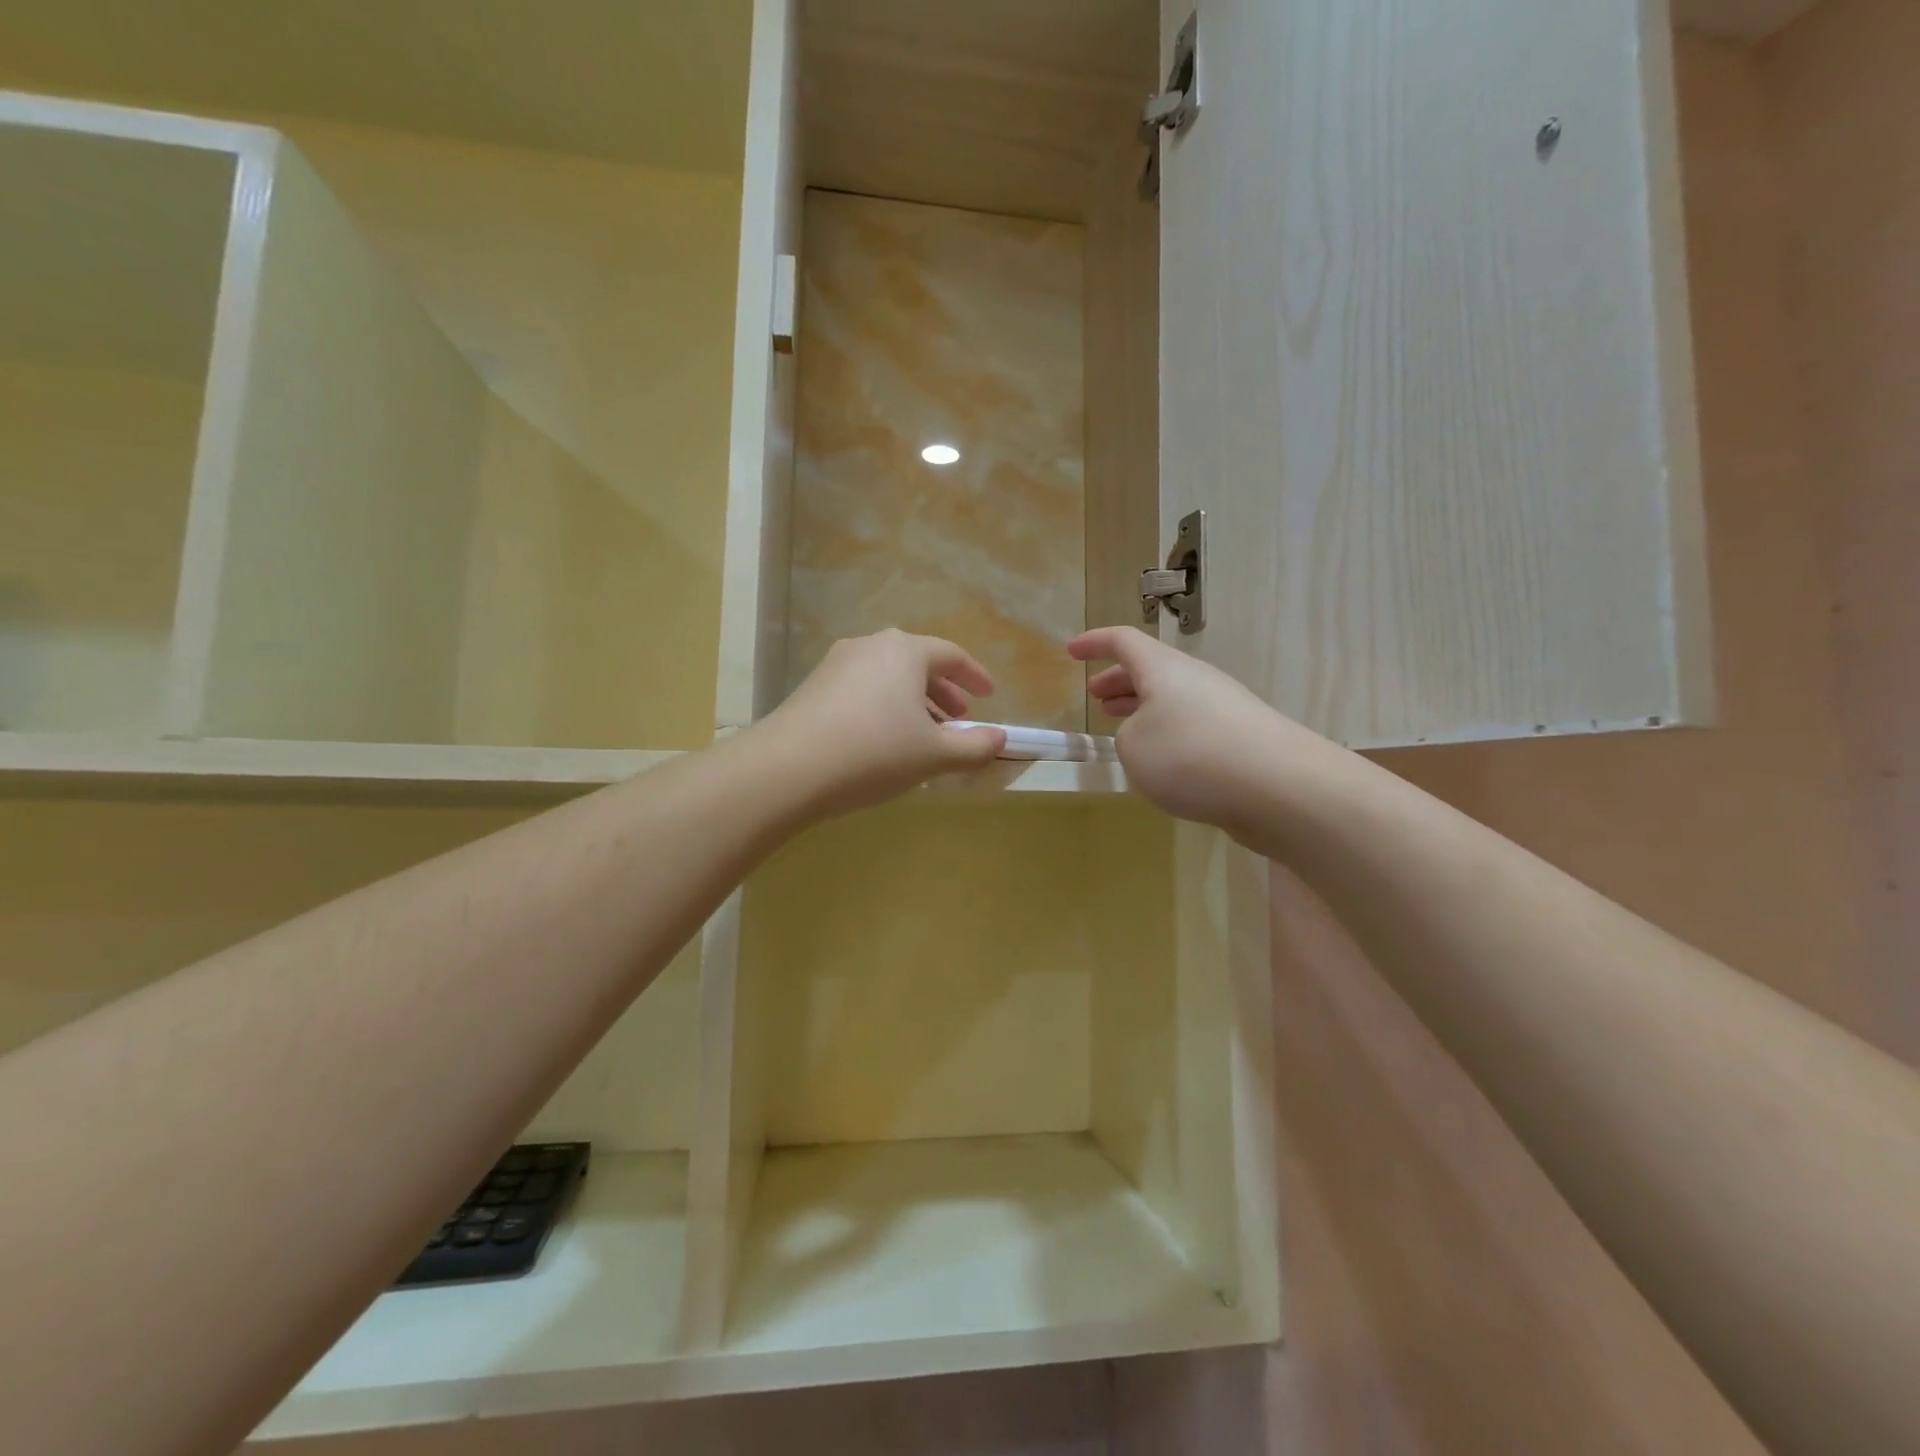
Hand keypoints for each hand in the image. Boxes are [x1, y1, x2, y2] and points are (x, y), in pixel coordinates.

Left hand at [760, 630, 1006, 815]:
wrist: (788, 768)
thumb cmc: (874, 752)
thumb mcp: (933, 755)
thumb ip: (973, 747)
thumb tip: (1001, 740)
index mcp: (904, 651)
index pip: (951, 655)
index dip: (975, 676)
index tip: (988, 696)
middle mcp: (870, 646)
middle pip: (917, 663)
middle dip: (942, 691)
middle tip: (958, 718)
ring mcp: (836, 664)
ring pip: (887, 677)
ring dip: (912, 701)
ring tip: (923, 734)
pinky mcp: (813, 686)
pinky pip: (862, 689)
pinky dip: (883, 707)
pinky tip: (883, 740)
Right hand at [1071, 626, 1330, 835]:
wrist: (1277, 787)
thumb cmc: (1190, 755)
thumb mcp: (1133, 747)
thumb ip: (1127, 736)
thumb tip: (1147, 736)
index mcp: (1163, 669)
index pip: (1123, 641)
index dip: (1094, 643)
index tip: (1071, 652)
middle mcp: (1195, 680)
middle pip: (1151, 670)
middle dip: (1119, 681)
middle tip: (1096, 696)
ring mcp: (1223, 707)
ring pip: (1173, 699)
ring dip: (1143, 709)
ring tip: (1123, 728)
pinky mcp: (1241, 739)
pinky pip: (1193, 726)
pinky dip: (1169, 734)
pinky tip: (1163, 762)